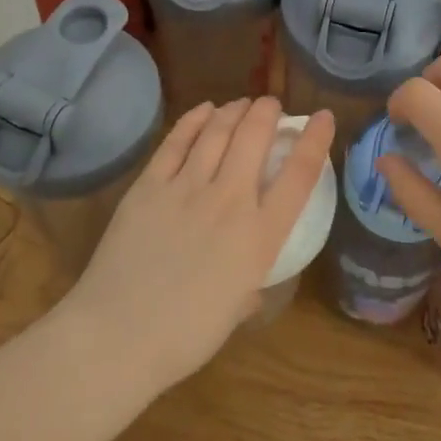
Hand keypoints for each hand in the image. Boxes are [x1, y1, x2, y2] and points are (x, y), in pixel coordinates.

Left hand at [62, 97, 334, 389]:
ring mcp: (186, 188)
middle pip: (255, 137)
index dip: (315, 139)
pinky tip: (204, 110)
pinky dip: (194, 120)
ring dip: (233, 111)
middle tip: (271, 105)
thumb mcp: (236, 310)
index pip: (300, 174)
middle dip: (268, 112)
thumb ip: (250, 283)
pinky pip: (176, 141)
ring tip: (241, 104)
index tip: (323, 117)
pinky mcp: (149, 186)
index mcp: (260, 237)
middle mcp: (229, 201)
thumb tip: (250, 280)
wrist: (117, 337)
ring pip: (217, 131)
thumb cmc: (185, 337)